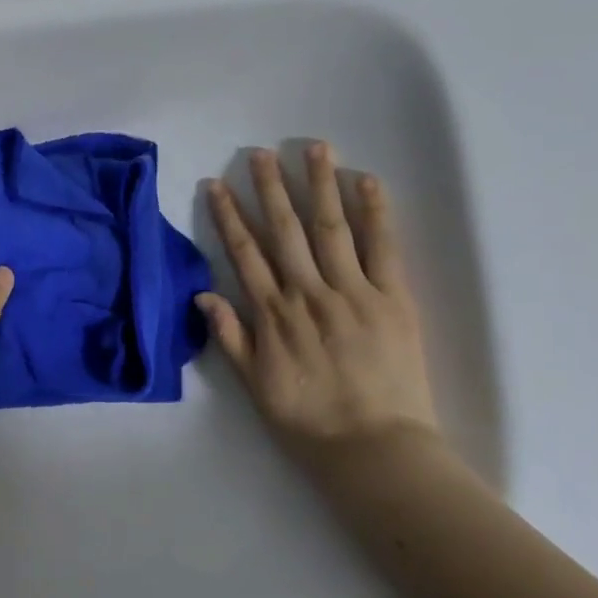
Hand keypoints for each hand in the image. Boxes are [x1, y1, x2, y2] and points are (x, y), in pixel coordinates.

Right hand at [200, 143, 439, 469]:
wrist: (374, 449)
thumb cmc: (309, 422)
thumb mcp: (255, 387)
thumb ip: (231, 338)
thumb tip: (204, 295)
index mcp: (273, 316)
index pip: (245, 255)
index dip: (228, 217)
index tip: (217, 185)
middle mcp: (308, 294)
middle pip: (285, 231)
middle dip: (271, 188)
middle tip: (260, 153)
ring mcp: (353, 293)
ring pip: (331, 228)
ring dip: (319, 185)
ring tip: (312, 148)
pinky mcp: (394, 299)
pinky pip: (383, 248)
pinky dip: (375, 212)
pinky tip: (366, 181)